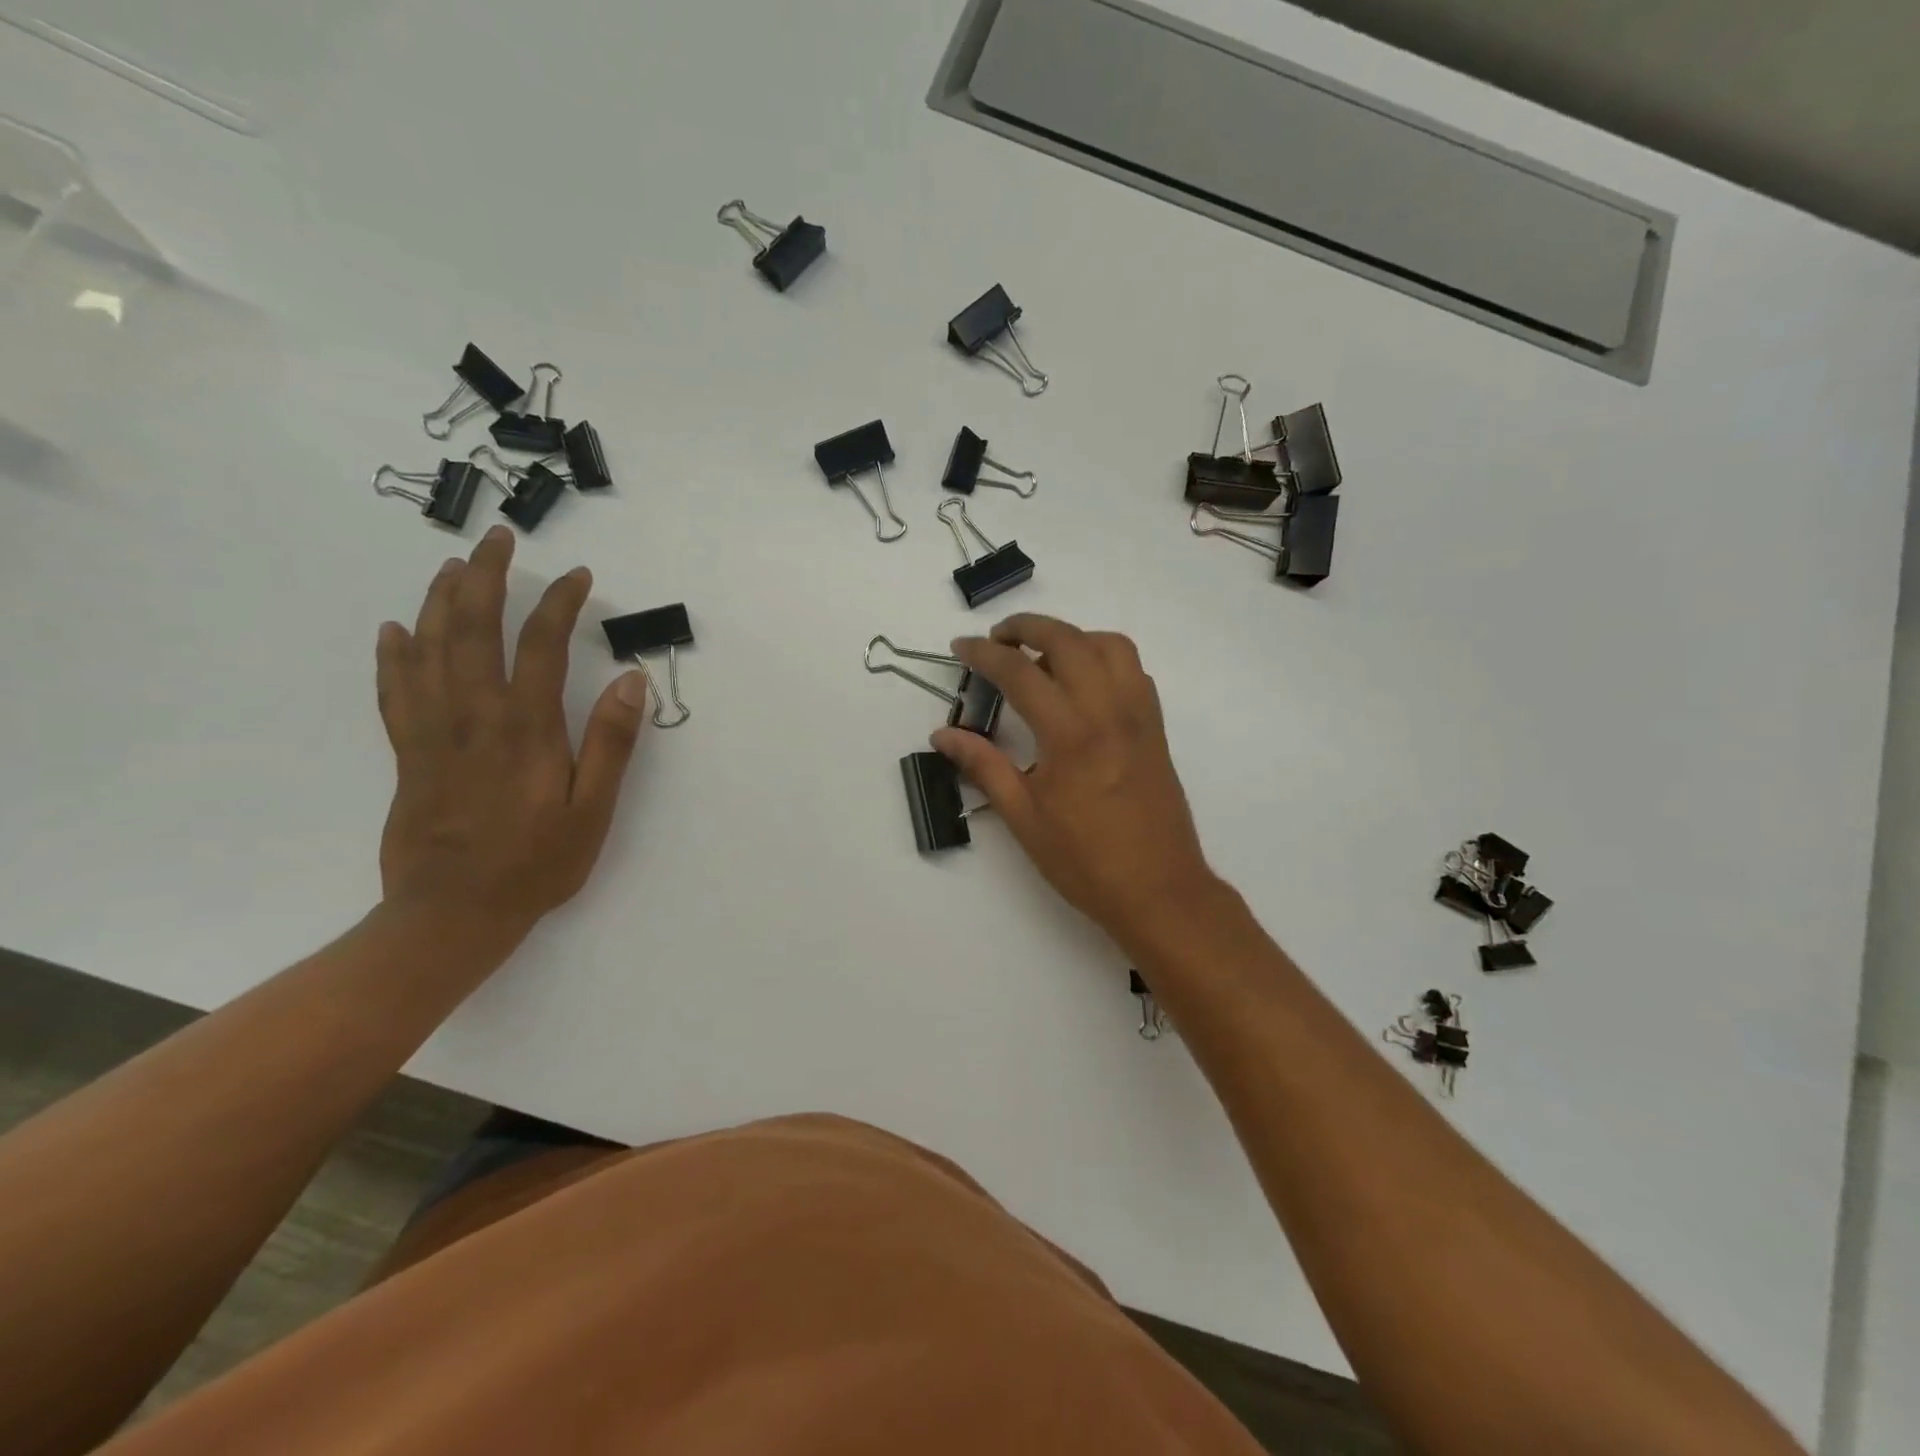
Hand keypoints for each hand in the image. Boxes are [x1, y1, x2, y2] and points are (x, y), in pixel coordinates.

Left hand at [374, 526, 647, 939]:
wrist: (451, 914)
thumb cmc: (536, 864)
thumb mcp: (593, 810)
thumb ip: (611, 743)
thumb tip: (629, 681)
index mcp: (525, 728)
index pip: (541, 645)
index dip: (559, 603)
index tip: (577, 576)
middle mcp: (473, 717)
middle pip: (472, 630)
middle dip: (485, 577)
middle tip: (497, 540)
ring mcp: (432, 732)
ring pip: (428, 649)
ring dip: (440, 600)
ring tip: (453, 566)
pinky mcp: (408, 753)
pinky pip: (395, 690)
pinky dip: (394, 654)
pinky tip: (395, 629)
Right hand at [933, 614, 1218, 945]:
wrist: (1159, 891)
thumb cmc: (1085, 861)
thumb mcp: (1023, 817)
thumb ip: (983, 766)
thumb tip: (942, 734)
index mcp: (1070, 735)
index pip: (1020, 672)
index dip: (984, 653)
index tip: (961, 647)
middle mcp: (1109, 711)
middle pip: (1068, 640)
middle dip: (1027, 627)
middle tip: (997, 639)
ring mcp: (1139, 716)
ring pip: (1110, 645)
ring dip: (1072, 636)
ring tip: (1042, 656)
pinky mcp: (1156, 728)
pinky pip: (1133, 670)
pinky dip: (1104, 657)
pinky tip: (1082, 684)